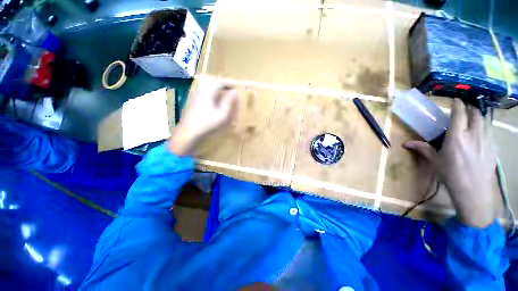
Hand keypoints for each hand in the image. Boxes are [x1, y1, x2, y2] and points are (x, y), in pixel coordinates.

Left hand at [169, 83, 238, 155]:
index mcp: (207, 92)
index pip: (220, 81)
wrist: (188, 133)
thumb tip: (236, 92)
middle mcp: (200, 90)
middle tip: (233, 90)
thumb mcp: (221, 115)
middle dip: (224, 85)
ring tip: (226, 95)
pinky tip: (216, 101)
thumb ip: (229, 102)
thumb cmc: (207, 124)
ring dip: (218, 89)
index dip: (230, 83)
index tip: (237, 87)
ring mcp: (195, 95)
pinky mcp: (193, 100)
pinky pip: (205, 91)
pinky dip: (213, 93)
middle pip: (213, 82)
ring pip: (208, 86)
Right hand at [404, 99, 496, 227]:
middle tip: (464, 111)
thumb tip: (405, 143)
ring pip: (485, 121)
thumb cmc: (451, 175)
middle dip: (470, 109)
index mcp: (457, 137)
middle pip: (475, 113)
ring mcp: (486, 140)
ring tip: (472, 121)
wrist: (474, 191)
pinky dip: (485, 128)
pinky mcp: (494, 147)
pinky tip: (480, 135)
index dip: (458, 104)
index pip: (460, 113)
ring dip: (478, 118)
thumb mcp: (436, 161)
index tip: (455, 100)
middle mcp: (474, 134)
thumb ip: (423, 149)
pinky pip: (490, 131)